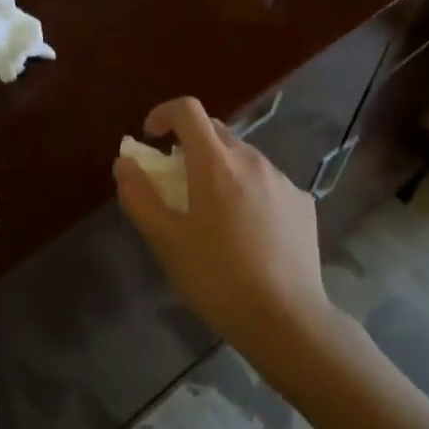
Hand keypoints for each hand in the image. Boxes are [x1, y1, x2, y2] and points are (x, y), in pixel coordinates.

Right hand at [115, 97, 344, 378]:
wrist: (285, 318)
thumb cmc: (216, 278)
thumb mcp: (165, 240)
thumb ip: (139, 196)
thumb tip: (125, 164)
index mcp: (215, 163)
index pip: (188, 110)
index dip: (164, 114)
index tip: (151, 137)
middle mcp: (252, 160)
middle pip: (216, 131)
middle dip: (190, 146)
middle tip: (177, 182)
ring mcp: (283, 180)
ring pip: (244, 158)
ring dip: (221, 170)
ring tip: (214, 214)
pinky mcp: (303, 203)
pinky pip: (268, 183)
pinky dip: (249, 192)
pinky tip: (248, 232)